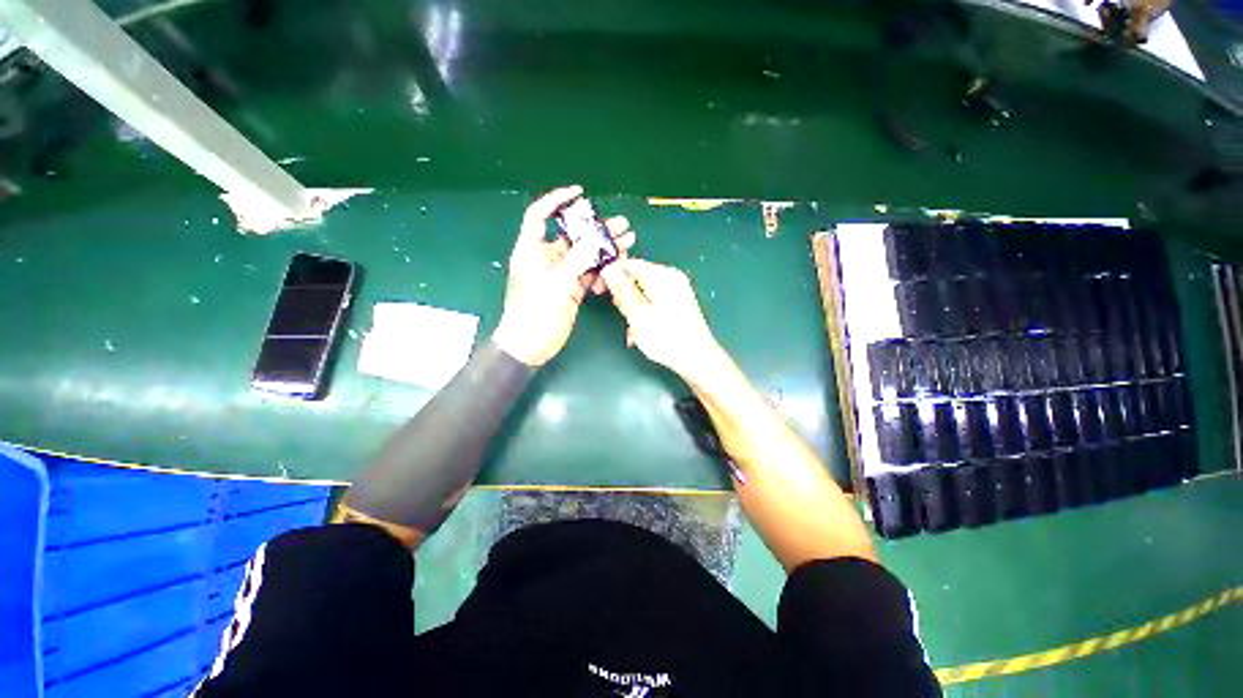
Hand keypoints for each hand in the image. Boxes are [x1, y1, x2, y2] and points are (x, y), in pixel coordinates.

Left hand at [492, 185, 634, 366]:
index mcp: (532, 250)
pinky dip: (602, 269)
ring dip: (604, 248)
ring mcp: (561, 275)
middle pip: (572, 236)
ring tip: (628, 241)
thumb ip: (577, 260)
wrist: (531, 346)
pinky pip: (589, 273)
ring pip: (584, 255)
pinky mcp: (571, 289)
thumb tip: (595, 239)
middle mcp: (546, 258)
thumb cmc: (535, 312)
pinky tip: (617, 264)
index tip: (579, 193)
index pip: (541, 216)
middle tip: (622, 225)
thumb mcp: (556, 284)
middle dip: (596, 228)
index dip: (557, 201)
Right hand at [600, 258, 725, 383]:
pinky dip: (643, 310)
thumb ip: (622, 291)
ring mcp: (677, 289)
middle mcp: (671, 277)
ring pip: (643, 290)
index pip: (629, 263)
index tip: (599, 290)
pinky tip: (642, 328)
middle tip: (622, 315)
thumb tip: (608, 270)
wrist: (697, 360)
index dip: (611, 275)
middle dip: (623, 295)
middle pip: (636, 276)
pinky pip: (653, 298)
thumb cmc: (668, 340)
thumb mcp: (639, 315)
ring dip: (632, 307)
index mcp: (663, 276)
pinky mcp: (678, 301)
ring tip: (633, 328)